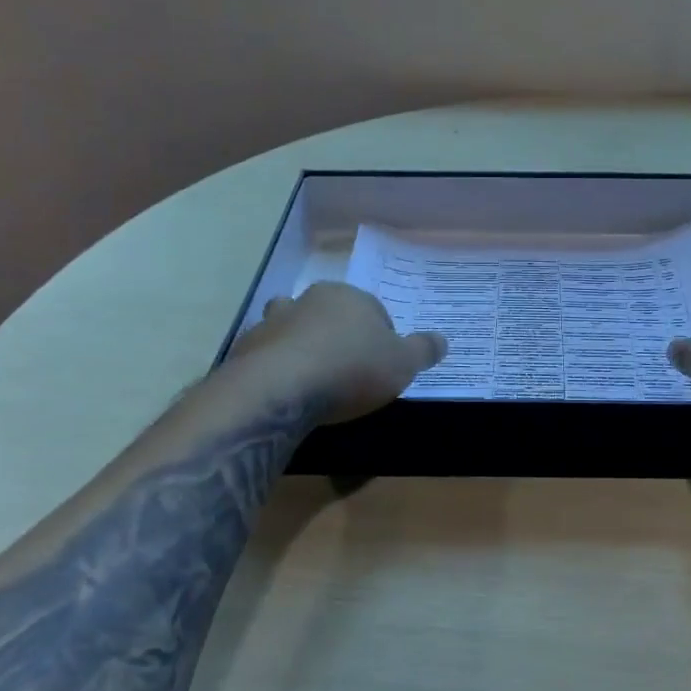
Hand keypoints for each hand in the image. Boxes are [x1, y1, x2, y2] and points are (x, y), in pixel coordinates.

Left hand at [229, 282, 445, 424]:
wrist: (279, 389)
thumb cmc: (351, 369)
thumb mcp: (402, 364)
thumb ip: (423, 350)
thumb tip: (444, 339)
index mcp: (348, 297)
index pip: (372, 309)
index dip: (381, 335)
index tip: (383, 364)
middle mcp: (308, 301)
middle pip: (329, 313)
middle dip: (338, 334)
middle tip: (349, 368)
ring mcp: (272, 323)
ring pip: (292, 328)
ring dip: (301, 346)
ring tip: (312, 377)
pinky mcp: (246, 349)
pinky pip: (267, 355)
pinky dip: (276, 367)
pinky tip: (286, 392)